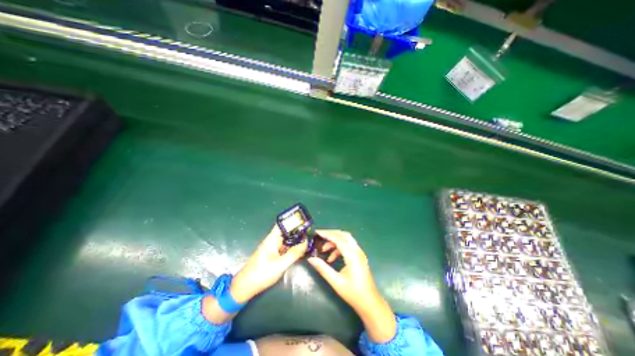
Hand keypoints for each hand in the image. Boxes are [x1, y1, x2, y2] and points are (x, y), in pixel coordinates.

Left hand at [230, 225, 309, 303]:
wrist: (245, 287)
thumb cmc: (261, 274)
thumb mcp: (280, 265)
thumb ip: (293, 253)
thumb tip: (306, 242)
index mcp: (272, 239)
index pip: (283, 224)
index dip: (293, 221)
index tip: (304, 221)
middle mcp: (273, 240)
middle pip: (287, 232)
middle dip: (298, 231)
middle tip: (311, 233)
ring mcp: (273, 248)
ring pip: (287, 240)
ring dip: (296, 240)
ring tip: (309, 241)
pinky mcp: (273, 255)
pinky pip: (285, 248)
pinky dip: (293, 248)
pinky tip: (301, 251)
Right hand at [307, 229, 395, 343]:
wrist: (370, 303)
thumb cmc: (353, 293)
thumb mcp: (336, 282)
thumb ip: (323, 268)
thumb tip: (311, 258)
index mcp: (352, 256)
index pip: (338, 239)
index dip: (327, 234)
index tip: (316, 232)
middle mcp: (357, 251)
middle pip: (344, 235)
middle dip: (331, 234)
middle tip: (320, 237)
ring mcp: (359, 253)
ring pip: (346, 239)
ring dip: (335, 241)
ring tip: (324, 250)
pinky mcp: (359, 256)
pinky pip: (348, 246)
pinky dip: (339, 248)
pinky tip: (331, 258)